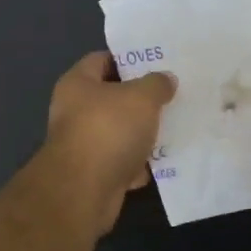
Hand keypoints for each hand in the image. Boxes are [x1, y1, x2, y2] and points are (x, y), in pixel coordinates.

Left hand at [43, 53, 175, 234]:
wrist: (84, 191)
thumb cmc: (108, 130)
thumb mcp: (141, 97)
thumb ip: (156, 84)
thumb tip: (165, 79)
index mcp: (77, 83)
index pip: (102, 59)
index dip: (129, 59)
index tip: (157, 63)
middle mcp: (74, 111)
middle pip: (112, 97)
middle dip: (141, 99)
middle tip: (172, 95)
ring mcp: (83, 144)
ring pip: (120, 131)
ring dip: (143, 133)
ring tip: (175, 126)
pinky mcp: (94, 174)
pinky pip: (122, 161)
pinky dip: (139, 163)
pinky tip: (164, 161)